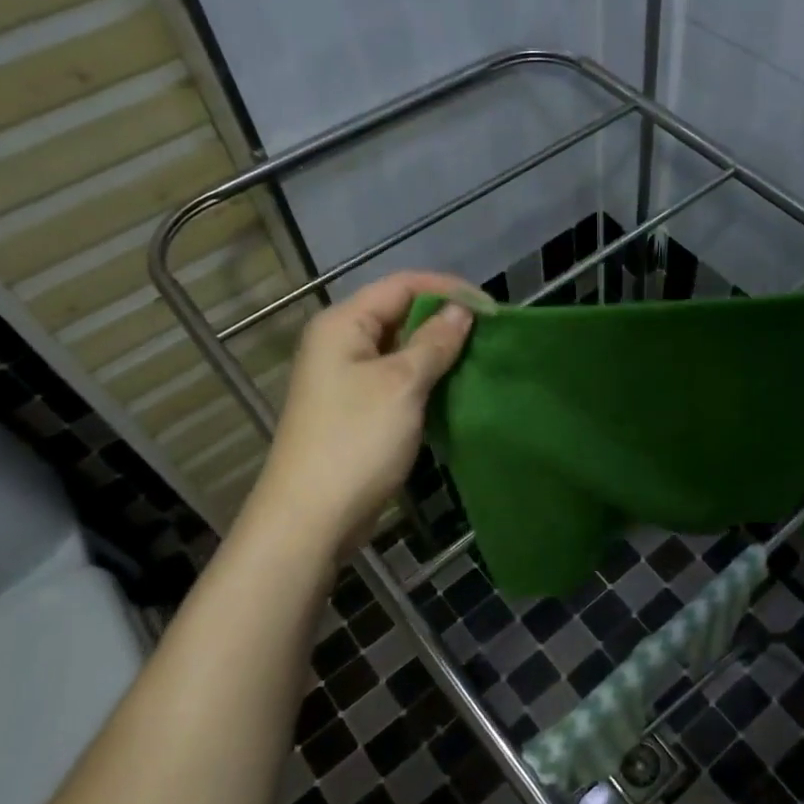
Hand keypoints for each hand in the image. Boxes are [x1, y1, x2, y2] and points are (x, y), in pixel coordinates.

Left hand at [242, 272, 478, 554]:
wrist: (311, 518)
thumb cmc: (356, 441)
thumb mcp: (402, 384)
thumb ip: (434, 342)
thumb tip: (461, 311)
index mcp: (343, 325)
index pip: (401, 285)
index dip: (447, 289)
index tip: (492, 309)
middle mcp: (341, 344)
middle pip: (399, 314)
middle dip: (445, 320)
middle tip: (490, 336)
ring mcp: (347, 379)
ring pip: (401, 350)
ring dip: (438, 352)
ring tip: (480, 360)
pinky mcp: (357, 411)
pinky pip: (397, 381)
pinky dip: (426, 380)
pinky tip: (455, 389)